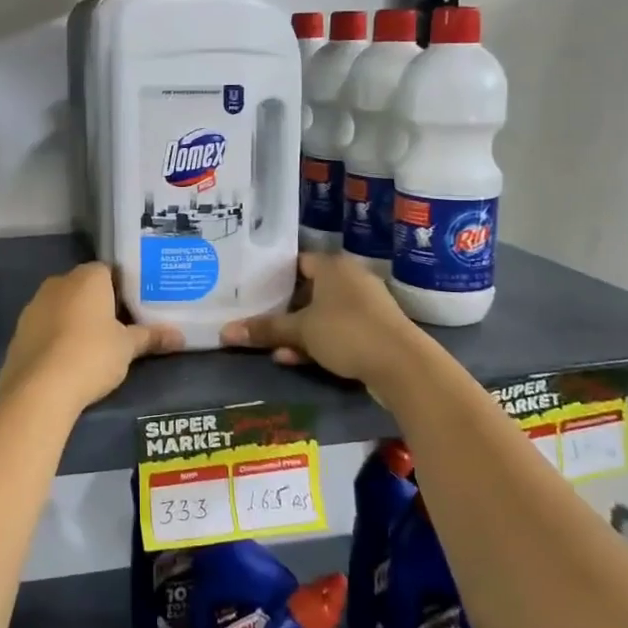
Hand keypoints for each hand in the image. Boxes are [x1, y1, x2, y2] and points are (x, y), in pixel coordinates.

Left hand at [0, 263, 182, 415]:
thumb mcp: (127, 348)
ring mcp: (34, 305)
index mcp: (87, 277)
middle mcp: (58, 282)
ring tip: (92, 345)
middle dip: (97, 303)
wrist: (40, 388)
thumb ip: (151, 337)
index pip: (108, 271)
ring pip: (61, 306)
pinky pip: (44, 327)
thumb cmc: (92, 355)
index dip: (122, 287)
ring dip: (74, 319)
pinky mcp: (19, 331)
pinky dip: (55, 337)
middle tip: (117, 326)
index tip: (133, 307)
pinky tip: (66, 359)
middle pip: (83, 287)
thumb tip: (180, 337)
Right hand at [220, 251, 429, 393]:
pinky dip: (318, 341)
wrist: (403, 365)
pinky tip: (294, 358)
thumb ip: (265, 329)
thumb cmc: (346, 332)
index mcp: (333, 266)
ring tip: (272, 345)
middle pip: (309, 289)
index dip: (274, 275)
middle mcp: (350, 279)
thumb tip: (224, 332)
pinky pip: (338, 330)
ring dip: (299, 329)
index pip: (297, 262)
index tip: (252, 289)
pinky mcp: (375, 330)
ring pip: (323, 313)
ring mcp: (366, 305)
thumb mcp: (300, 331)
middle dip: (284, 307)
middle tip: (257, 316)